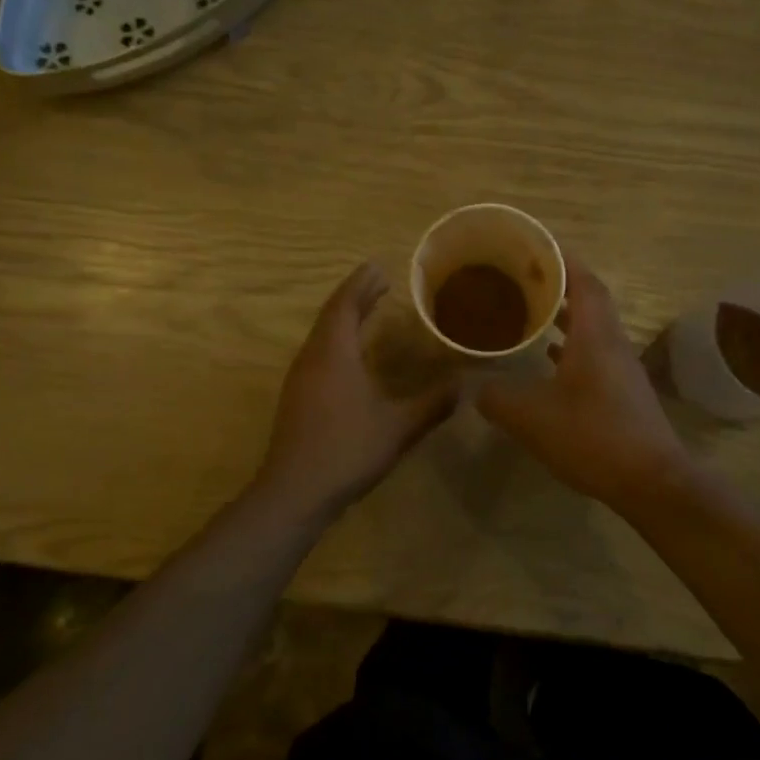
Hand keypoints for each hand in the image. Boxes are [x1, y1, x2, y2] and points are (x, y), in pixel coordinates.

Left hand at [253, 262, 458, 521]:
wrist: (294, 492)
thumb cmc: (347, 451)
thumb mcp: (398, 427)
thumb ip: (432, 403)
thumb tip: (466, 384)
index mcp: (333, 354)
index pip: (345, 304)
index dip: (361, 284)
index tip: (379, 267)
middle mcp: (312, 358)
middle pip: (331, 315)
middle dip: (355, 296)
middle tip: (380, 283)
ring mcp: (300, 378)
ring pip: (322, 335)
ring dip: (345, 318)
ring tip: (369, 311)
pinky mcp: (297, 397)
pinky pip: (318, 352)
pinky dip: (337, 340)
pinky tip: (352, 355)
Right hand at [476, 263, 693, 510]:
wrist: (650, 481)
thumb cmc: (592, 436)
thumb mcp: (531, 417)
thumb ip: (497, 397)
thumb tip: (474, 388)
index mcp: (594, 335)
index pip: (583, 281)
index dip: (561, 259)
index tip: (535, 246)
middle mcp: (612, 343)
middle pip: (589, 300)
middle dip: (558, 284)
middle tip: (522, 278)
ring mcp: (621, 369)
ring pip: (592, 329)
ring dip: (564, 317)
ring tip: (529, 312)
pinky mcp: (622, 393)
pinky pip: (594, 355)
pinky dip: (570, 348)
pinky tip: (548, 362)